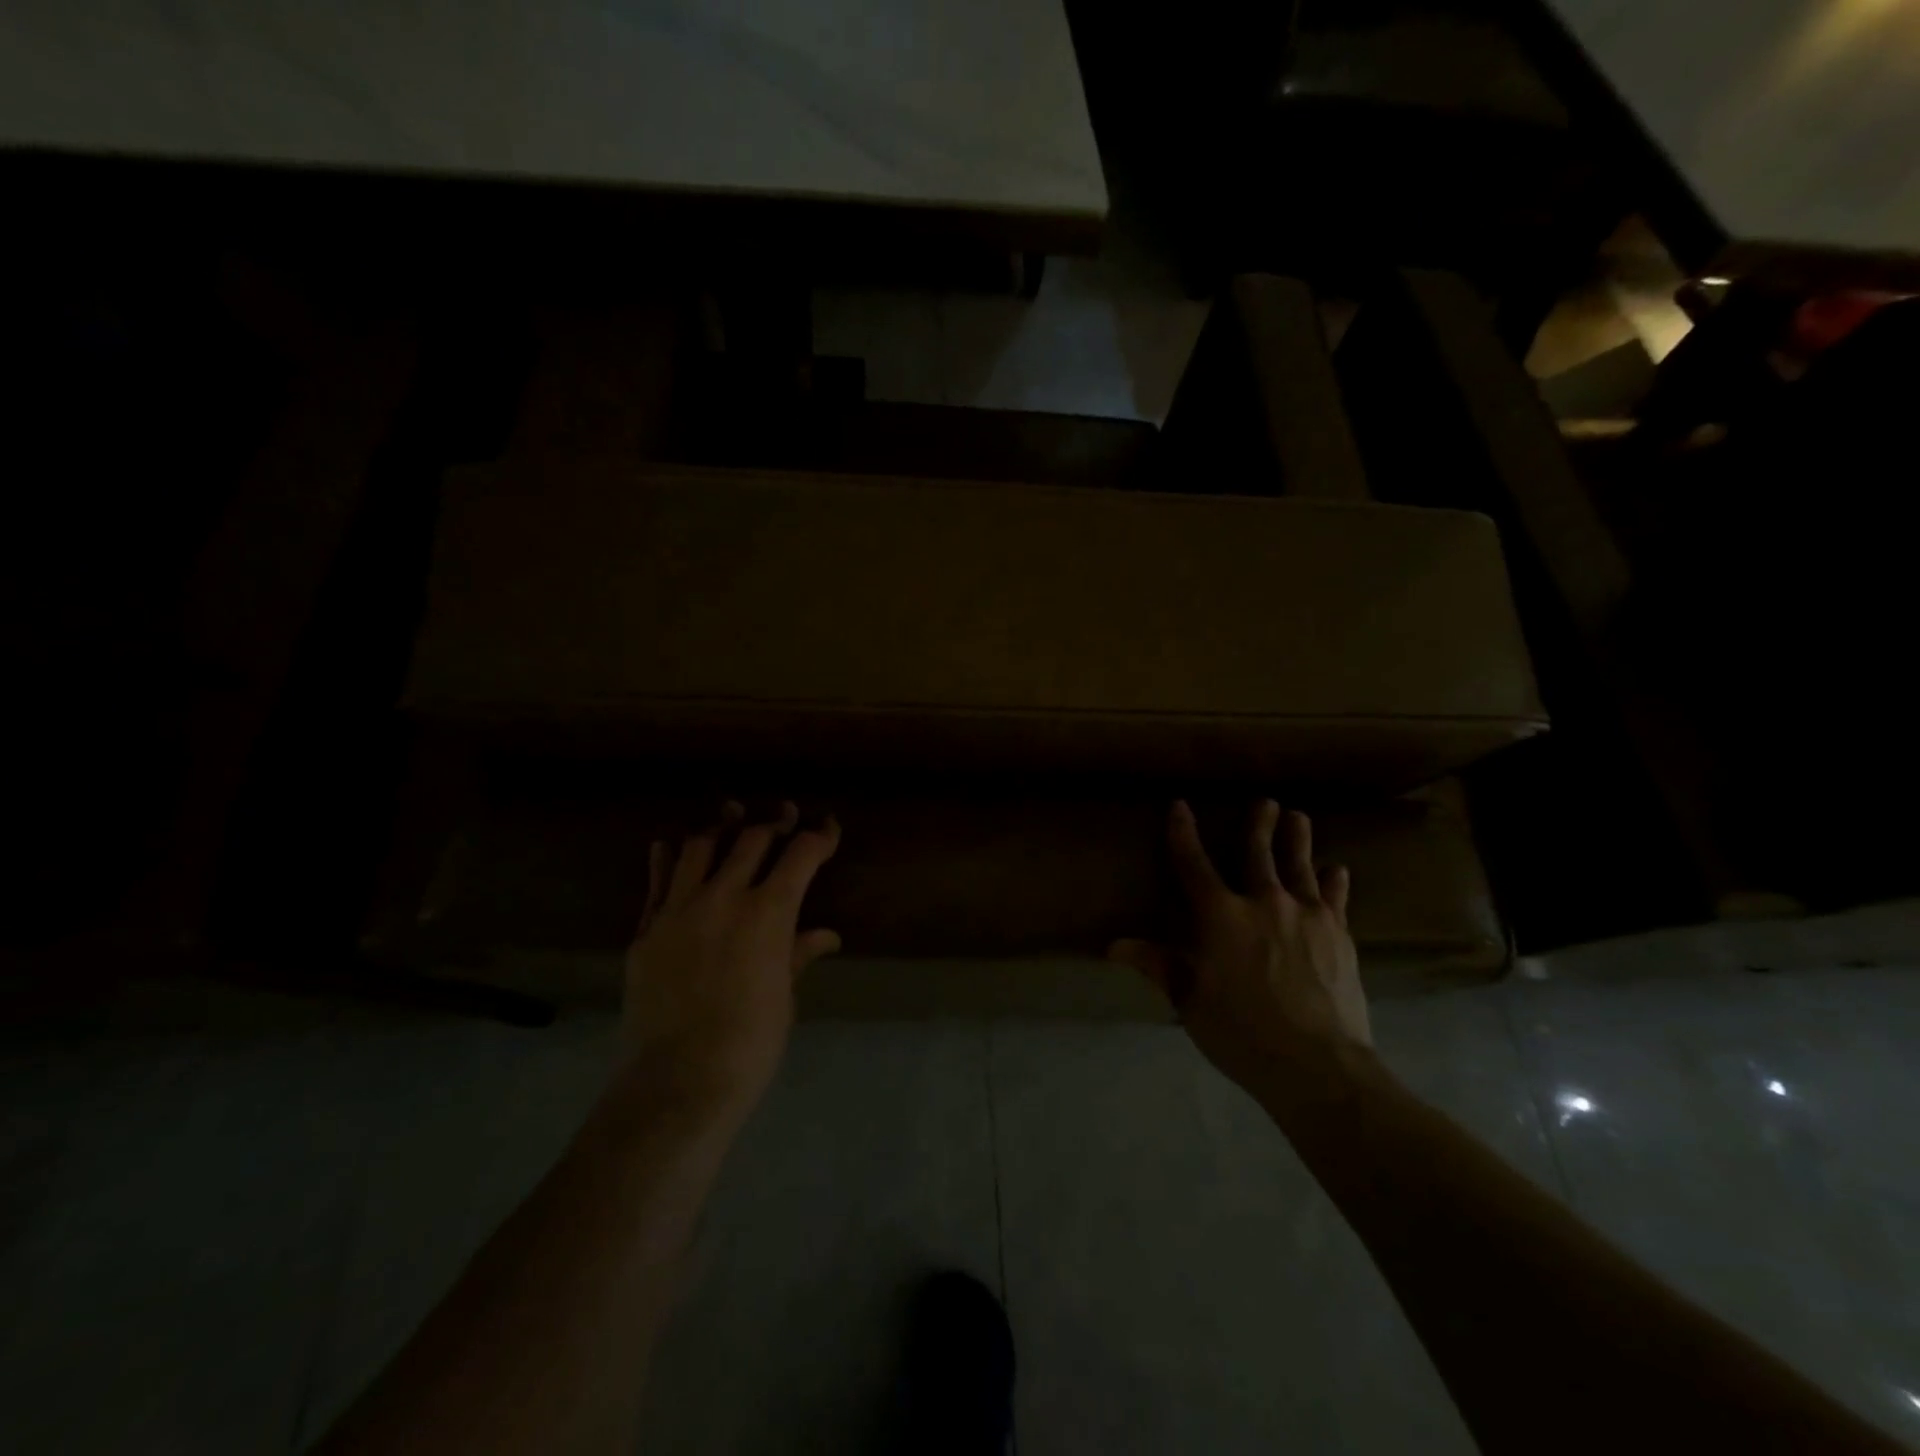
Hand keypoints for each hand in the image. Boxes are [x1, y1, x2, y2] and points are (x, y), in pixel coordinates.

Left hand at [621, 802, 841, 1125]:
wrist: (678, 1081)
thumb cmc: (750, 1044)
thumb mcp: (784, 996)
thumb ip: (798, 954)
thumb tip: (824, 935)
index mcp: (769, 913)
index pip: (801, 855)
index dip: (819, 836)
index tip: (828, 827)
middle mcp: (724, 897)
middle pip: (751, 839)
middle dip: (774, 822)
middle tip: (785, 814)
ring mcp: (679, 909)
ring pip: (700, 847)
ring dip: (721, 826)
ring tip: (732, 814)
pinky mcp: (647, 929)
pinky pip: (658, 880)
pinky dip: (669, 856)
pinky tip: (672, 845)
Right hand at [1110, 800, 1372, 1105]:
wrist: (1318, 1065)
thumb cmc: (1242, 1033)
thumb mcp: (1190, 1001)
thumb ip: (1159, 965)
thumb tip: (1114, 946)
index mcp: (1221, 917)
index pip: (1194, 865)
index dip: (1183, 834)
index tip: (1180, 806)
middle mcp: (1265, 903)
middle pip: (1258, 854)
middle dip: (1259, 825)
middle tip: (1265, 802)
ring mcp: (1307, 916)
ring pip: (1300, 867)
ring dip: (1297, 840)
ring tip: (1298, 817)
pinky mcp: (1339, 935)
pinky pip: (1336, 899)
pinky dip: (1335, 882)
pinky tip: (1338, 870)